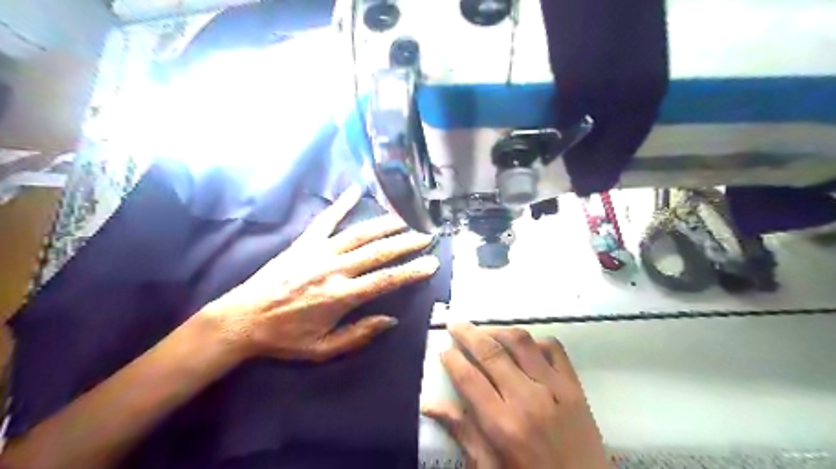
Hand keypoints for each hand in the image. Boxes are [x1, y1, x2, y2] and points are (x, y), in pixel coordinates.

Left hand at [198, 185, 439, 361]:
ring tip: (406, 217)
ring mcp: (318, 251)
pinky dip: (342, 203)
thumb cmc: (285, 337)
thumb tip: (390, 319)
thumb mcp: (323, 349)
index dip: (412, 271)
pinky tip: (356, 189)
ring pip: (359, 233)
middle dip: (406, 242)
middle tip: (426, 235)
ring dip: (385, 224)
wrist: (242, 319)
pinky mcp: (304, 242)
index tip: (432, 262)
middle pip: (378, 251)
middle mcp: (334, 269)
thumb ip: (359, 335)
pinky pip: (326, 219)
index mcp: (341, 296)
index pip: (386, 280)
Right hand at [426, 325, 608, 468]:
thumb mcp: (491, 468)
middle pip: (491, 353)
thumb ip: (463, 434)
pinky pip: (554, 348)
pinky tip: (523, 345)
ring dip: (498, 331)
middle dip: (468, 334)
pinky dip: (535, 340)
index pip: (470, 378)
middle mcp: (528, 399)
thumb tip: (430, 405)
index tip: (444, 350)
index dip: (452, 359)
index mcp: (504, 425)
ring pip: (521, 342)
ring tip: (484, 331)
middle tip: (455, 325)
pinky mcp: (575, 386)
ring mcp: (555, 388)